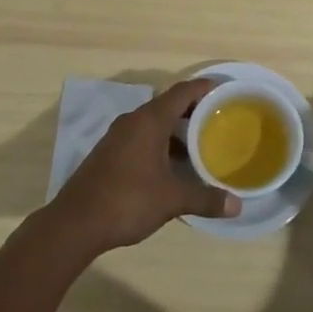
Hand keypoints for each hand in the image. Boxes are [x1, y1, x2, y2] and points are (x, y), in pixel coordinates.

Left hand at [50, 79, 239, 253]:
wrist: (75, 223)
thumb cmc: (127, 201)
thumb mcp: (171, 200)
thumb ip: (205, 199)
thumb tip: (237, 205)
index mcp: (149, 120)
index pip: (182, 91)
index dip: (204, 88)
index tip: (225, 90)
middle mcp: (133, 121)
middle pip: (168, 104)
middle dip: (193, 110)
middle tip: (219, 119)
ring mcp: (118, 136)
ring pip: (154, 122)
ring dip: (176, 129)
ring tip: (201, 143)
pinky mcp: (110, 153)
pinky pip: (142, 136)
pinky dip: (161, 142)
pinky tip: (173, 164)